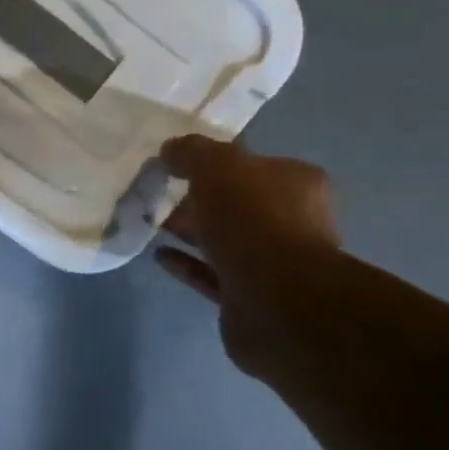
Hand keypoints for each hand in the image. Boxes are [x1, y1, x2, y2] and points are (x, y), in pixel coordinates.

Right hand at [156, 135, 341, 378]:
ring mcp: (274, 263)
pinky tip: (159, 255)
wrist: (274, 299)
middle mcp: (293, 221)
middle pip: (238, 202)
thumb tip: (171, 150)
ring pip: (224, 239)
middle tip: (158, 193)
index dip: (215, 161)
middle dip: (200, 198)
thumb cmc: (252, 219)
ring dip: (192, 231)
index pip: (253, 164)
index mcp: (297, 184)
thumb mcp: (217, 166)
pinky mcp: (250, 296)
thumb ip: (192, 152)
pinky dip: (187, 263)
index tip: (177, 164)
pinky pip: (212, 273)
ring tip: (152, 222)